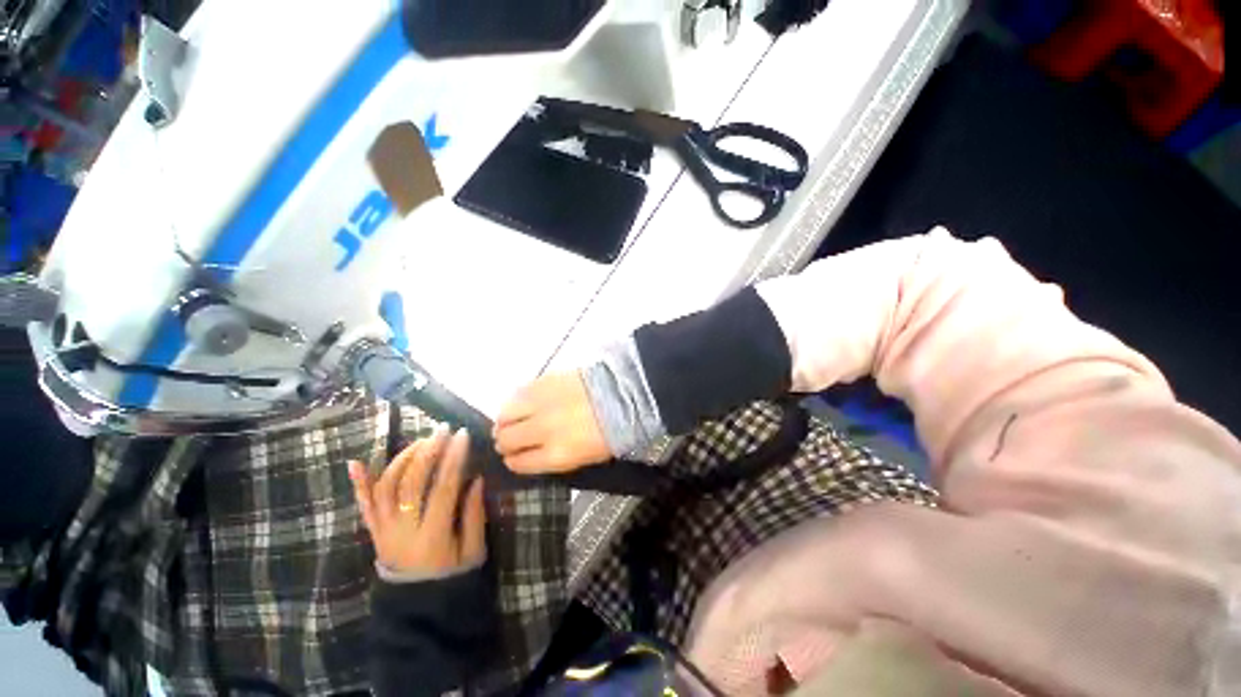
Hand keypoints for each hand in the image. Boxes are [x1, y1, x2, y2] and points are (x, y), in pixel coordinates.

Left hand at [349, 429, 485, 575]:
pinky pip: (364, 506)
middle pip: (410, 483)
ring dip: (402, 459)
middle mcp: (402, 530)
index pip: (442, 488)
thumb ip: (474, 515)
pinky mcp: (374, 533)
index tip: (462, 435)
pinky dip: (359, 484)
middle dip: (428, 451)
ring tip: (421, 441)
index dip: (453, 459)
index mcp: (432, 536)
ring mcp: (383, 531)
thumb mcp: (474, 551)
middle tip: (442, 430)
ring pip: (386, 488)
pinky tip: (356, 462)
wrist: (417, 611)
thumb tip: (476, 479)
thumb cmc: (452, 579)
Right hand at [493, 372, 610, 473]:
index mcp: (556, 455)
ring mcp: (541, 403)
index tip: (513, 457)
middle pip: (506, 440)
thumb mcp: (585, 457)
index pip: (518, 463)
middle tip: (508, 439)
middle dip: (504, 443)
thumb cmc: (609, 431)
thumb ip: (554, 458)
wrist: (623, 394)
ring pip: (504, 415)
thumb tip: (531, 454)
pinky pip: (516, 394)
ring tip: (510, 421)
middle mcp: (542, 430)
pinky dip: (514, 402)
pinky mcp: (543, 381)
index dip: (513, 461)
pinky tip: (521, 403)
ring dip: (504, 421)